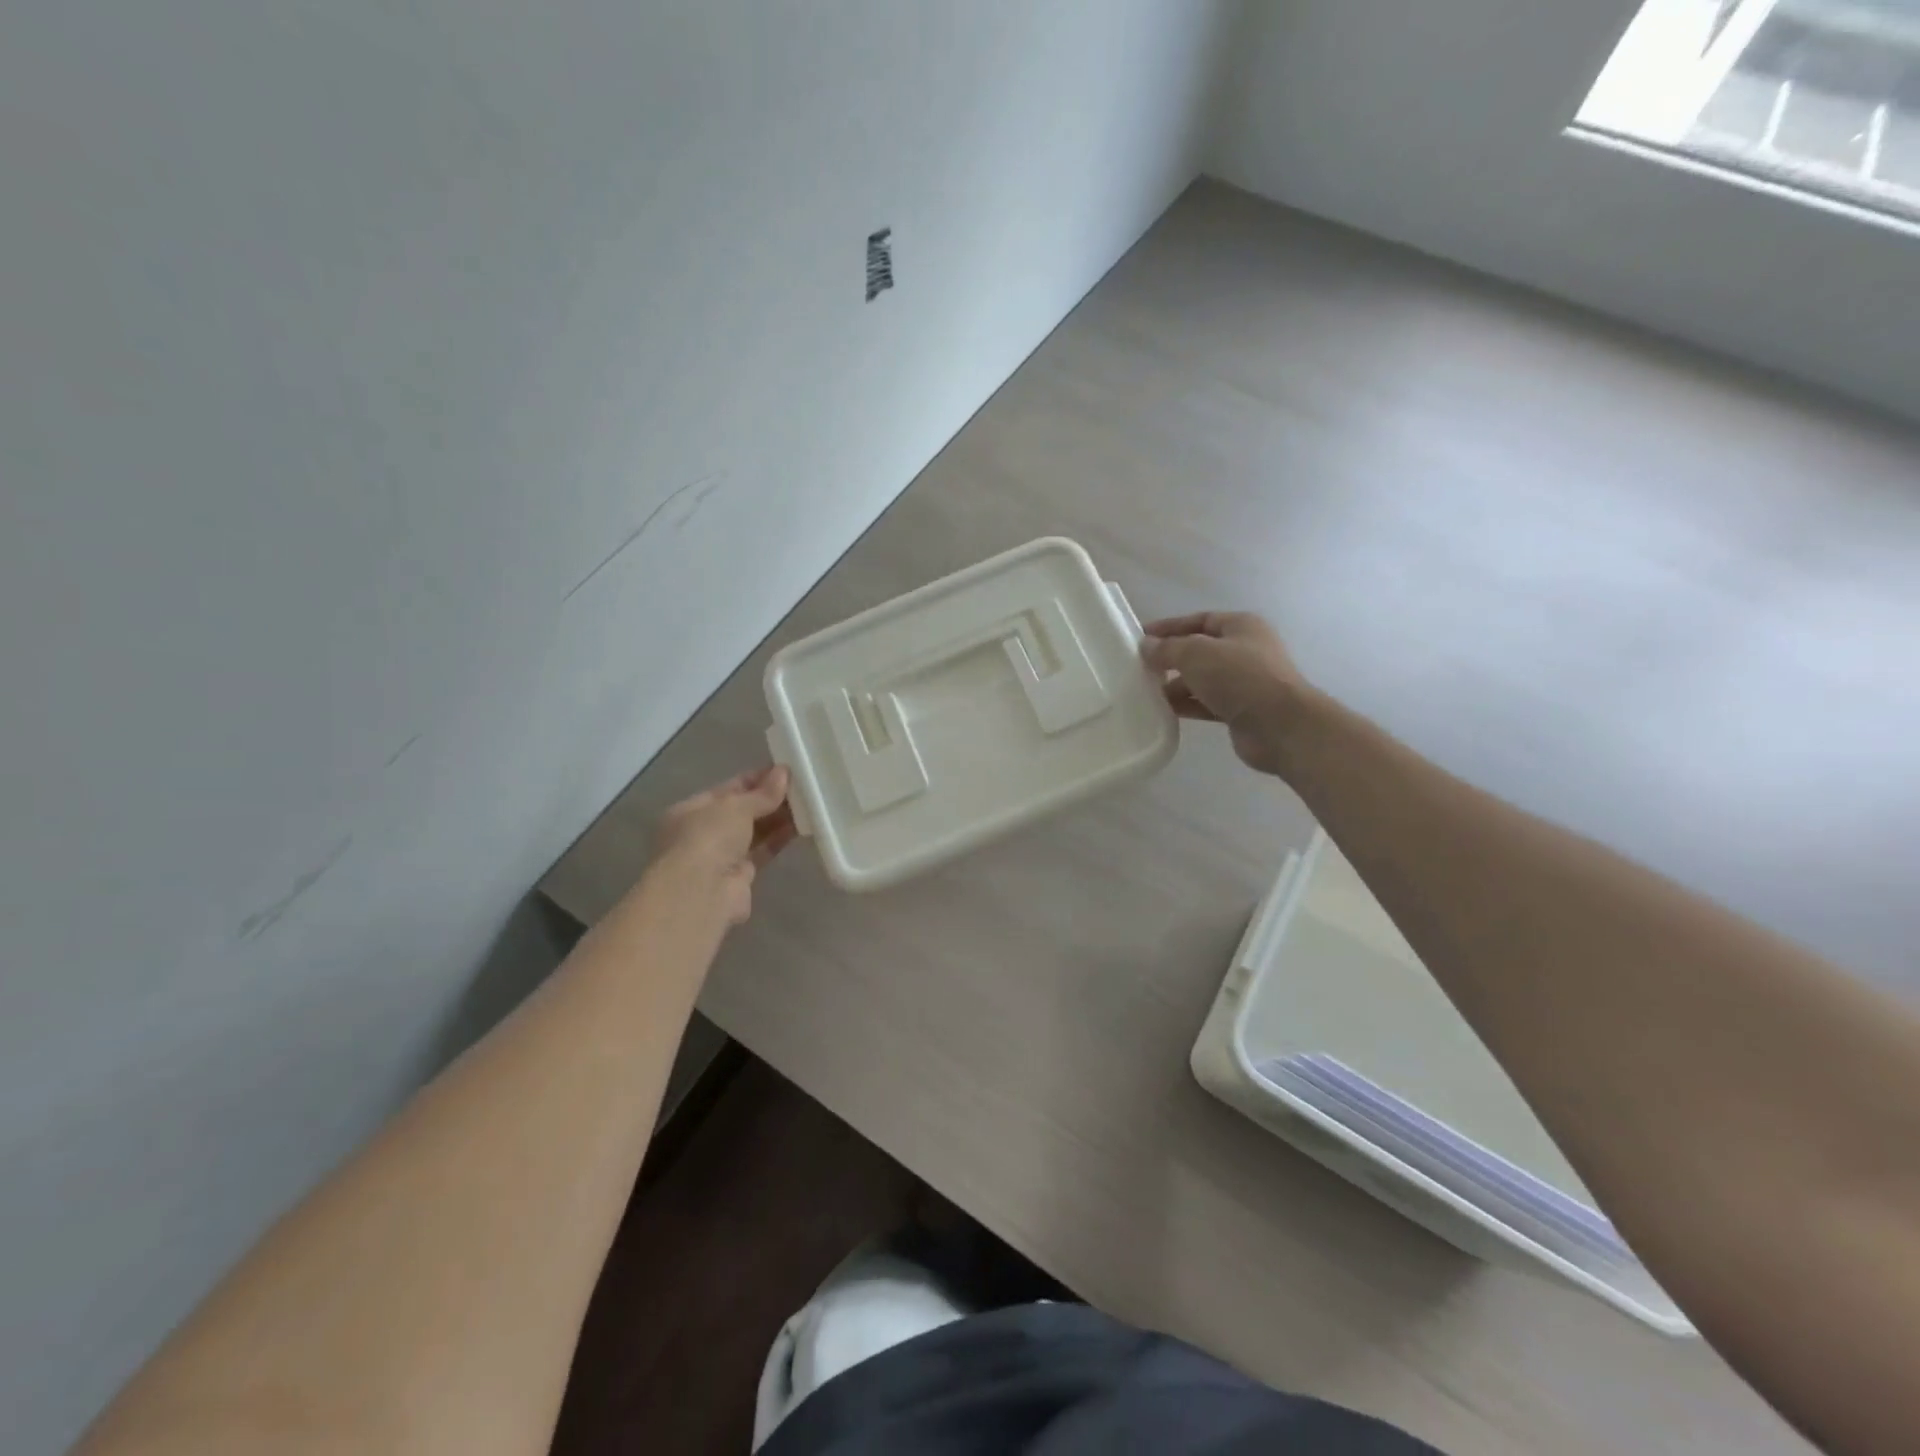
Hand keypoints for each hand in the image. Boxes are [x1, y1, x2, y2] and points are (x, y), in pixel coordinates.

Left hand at [648, 766, 796, 925]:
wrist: (701, 893)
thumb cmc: (708, 838)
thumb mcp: (735, 807)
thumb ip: (761, 793)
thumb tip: (783, 773)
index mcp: (691, 810)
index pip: (728, 789)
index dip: (756, 779)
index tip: (784, 771)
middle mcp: (703, 832)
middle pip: (742, 811)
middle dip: (769, 799)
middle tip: (802, 787)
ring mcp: (721, 856)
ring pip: (754, 832)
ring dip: (777, 818)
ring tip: (807, 803)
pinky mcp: (740, 877)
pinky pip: (763, 851)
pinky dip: (779, 839)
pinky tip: (800, 826)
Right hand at [1142, 611, 1312, 776]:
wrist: (1280, 726)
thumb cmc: (1240, 677)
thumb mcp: (1196, 653)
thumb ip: (1168, 648)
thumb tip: (1147, 646)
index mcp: (1241, 626)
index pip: (1199, 620)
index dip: (1169, 627)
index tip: (1140, 637)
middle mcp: (1245, 651)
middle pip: (1200, 651)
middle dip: (1171, 659)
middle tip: (1140, 668)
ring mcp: (1245, 682)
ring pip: (1202, 679)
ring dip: (1176, 685)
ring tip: (1146, 692)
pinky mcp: (1241, 711)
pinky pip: (1207, 703)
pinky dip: (1187, 705)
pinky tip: (1165, 711)